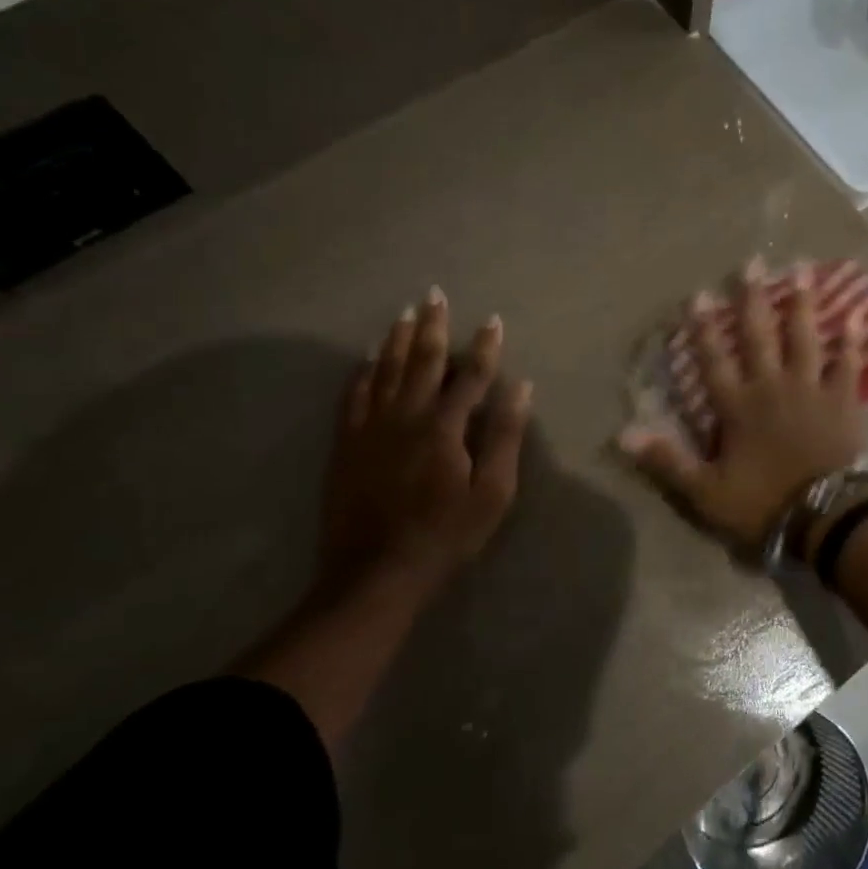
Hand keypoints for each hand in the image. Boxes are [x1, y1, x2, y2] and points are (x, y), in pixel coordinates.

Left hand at [321, 288, 531, 596]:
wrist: (375, 573)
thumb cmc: (445, 535)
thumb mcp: (492, 492)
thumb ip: (504, 436)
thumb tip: (520, 387)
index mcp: (444, 427)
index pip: (471, 376)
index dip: (484, 347)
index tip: (493, 320)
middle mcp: (406, 416)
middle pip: (422, 361)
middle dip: (431, 326)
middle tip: (434, 294)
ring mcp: (371, 428)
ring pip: (385, 371)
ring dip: (397, 340)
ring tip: (404, 313)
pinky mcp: (347, 444)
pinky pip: (354, 396)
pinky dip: (363, 372)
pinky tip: (368, 358)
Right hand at [619, 259, 866, 550]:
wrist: (826, 518)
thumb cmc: (763, 504)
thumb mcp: (706, 491)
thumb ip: (667, 460)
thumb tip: (623, 434)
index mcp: (738, 407)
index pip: (714, 360)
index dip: (704, 328)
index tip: (699, 294)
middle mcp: (772, 387)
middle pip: (759, 336)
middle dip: (753, 299)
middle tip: (753, 261)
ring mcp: (810, 390)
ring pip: (804, 338)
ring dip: (802, 303)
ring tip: (802, 268)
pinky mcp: (843, 401)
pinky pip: (848, 365)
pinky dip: (853, 341)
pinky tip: (859, 315)